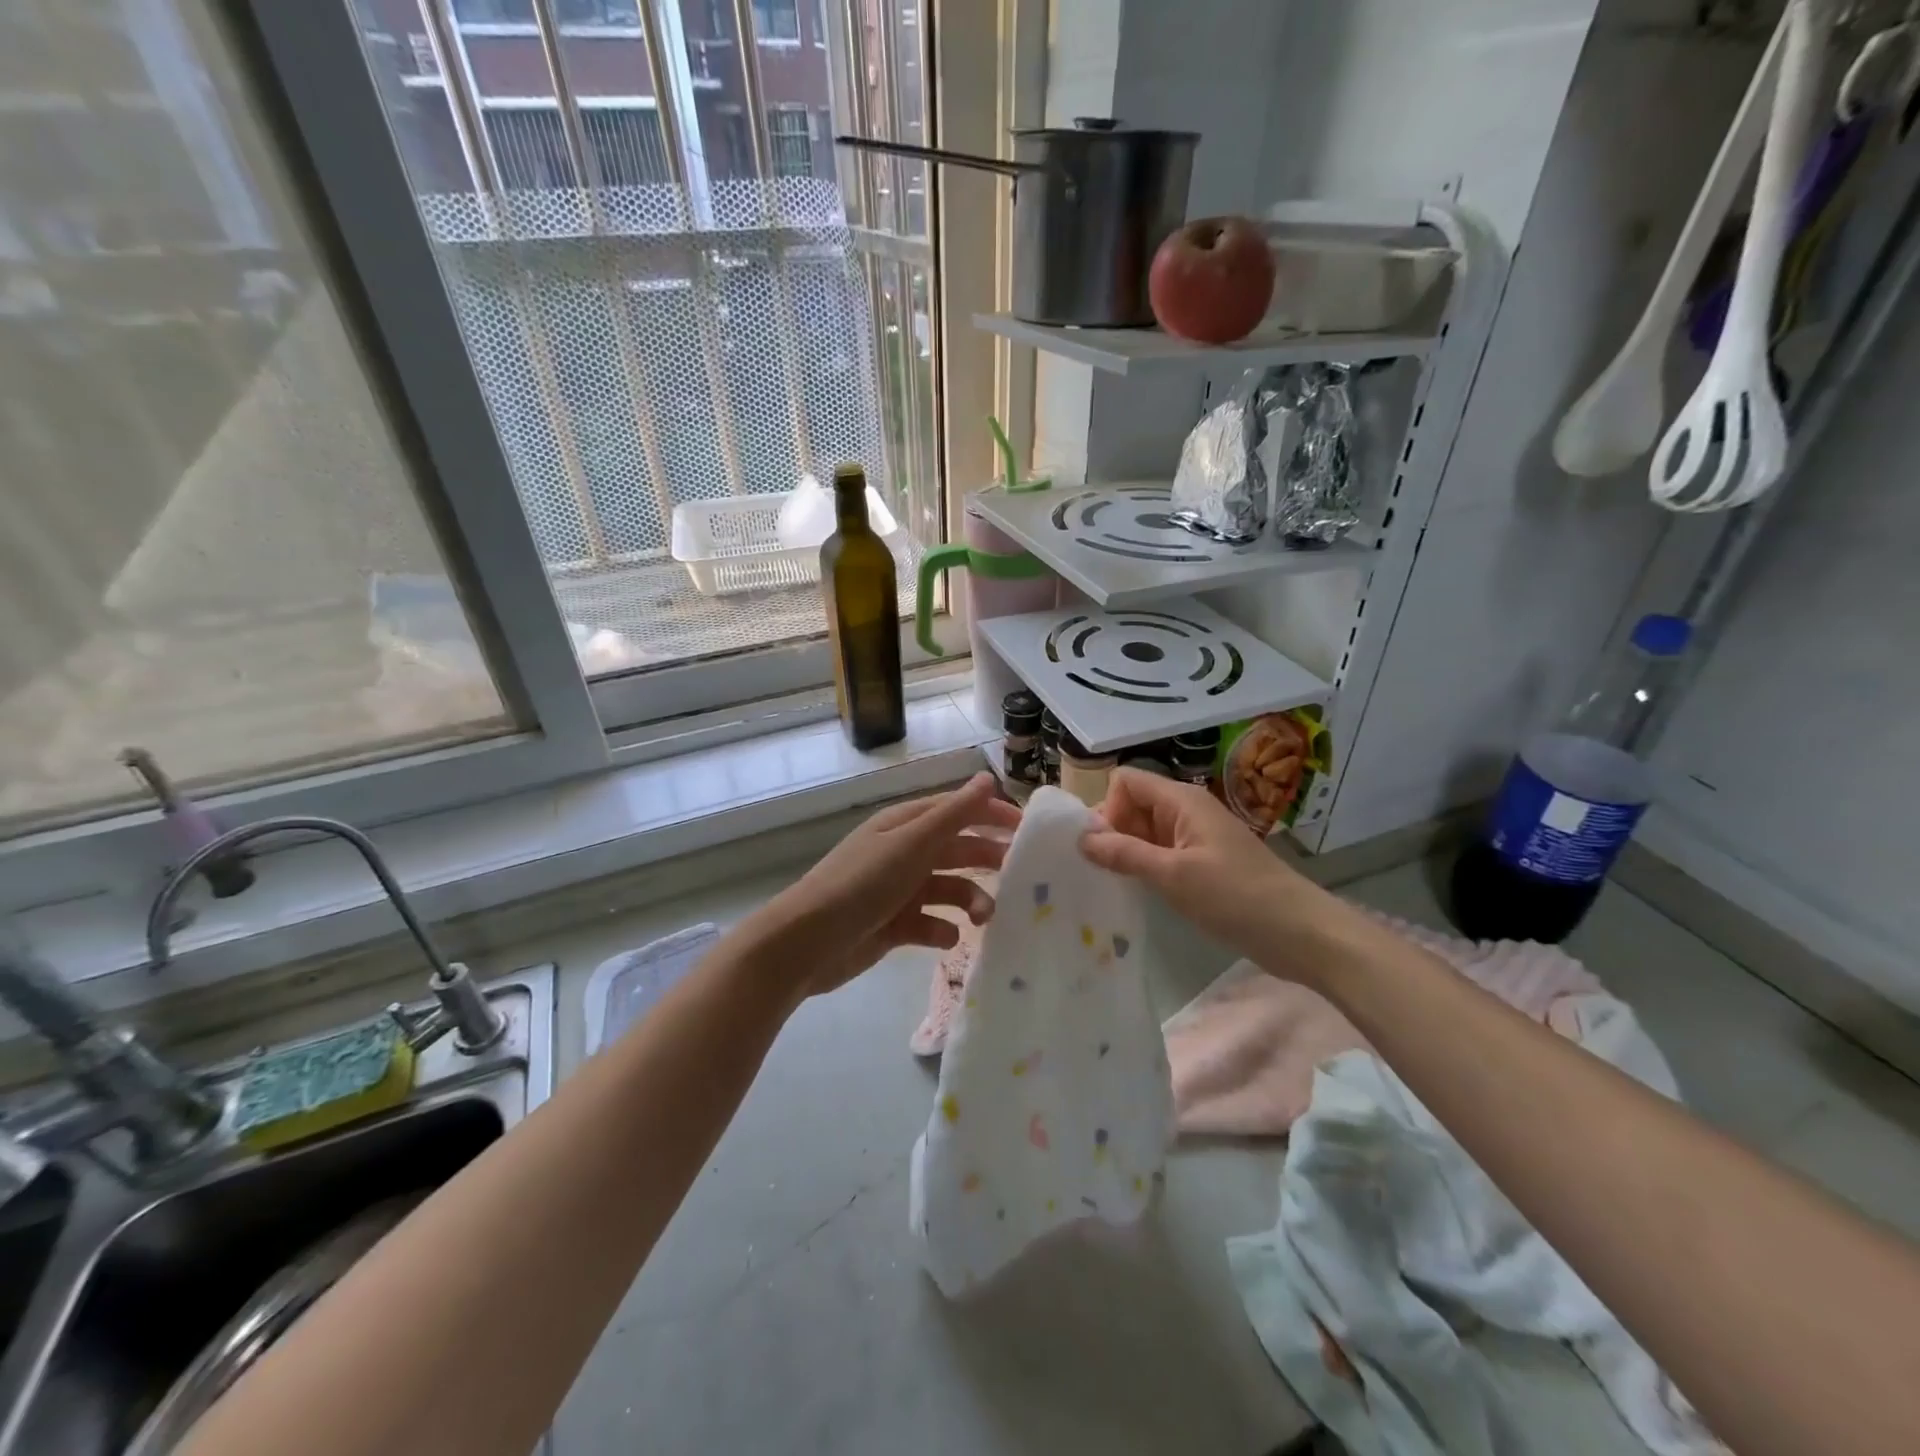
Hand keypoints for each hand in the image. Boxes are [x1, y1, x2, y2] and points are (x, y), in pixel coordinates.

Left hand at [749, 773, 1019, 999]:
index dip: (992, 815)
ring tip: (983, 918)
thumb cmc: (864, 883)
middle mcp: (904, 853)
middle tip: (1020, 877)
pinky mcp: (894, 925)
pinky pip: (931, 924)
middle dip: (987, 860)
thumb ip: (954, 813)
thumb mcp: (912, 843)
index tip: (1028, 830)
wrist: (809, 941)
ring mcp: (899, 890)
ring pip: (949, 890)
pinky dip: (943, 930)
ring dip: (971, 901)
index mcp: (906, 825)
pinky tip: (946, 938)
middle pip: (957, 850)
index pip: (958, 810)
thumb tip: (987, 777)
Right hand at [1080, 768, 1344, 973]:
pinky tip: (1140, 892)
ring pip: (1145, 831)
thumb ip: (1124, 853)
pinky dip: (1146, 867)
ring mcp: (1196, 838)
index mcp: (1181, 801)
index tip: (1103, 847)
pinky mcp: (1203, 863)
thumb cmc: (1236, 897)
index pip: (1126, 781)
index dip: (1107, 807)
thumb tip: (1081, 837)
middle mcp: (1187, 811)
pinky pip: (1162, 853)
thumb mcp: (1173, 875)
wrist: (1300, 933)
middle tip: (1102, 870)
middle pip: (1133, 804)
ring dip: (1127, 852)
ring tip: (1115, 884)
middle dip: (1112, 831)